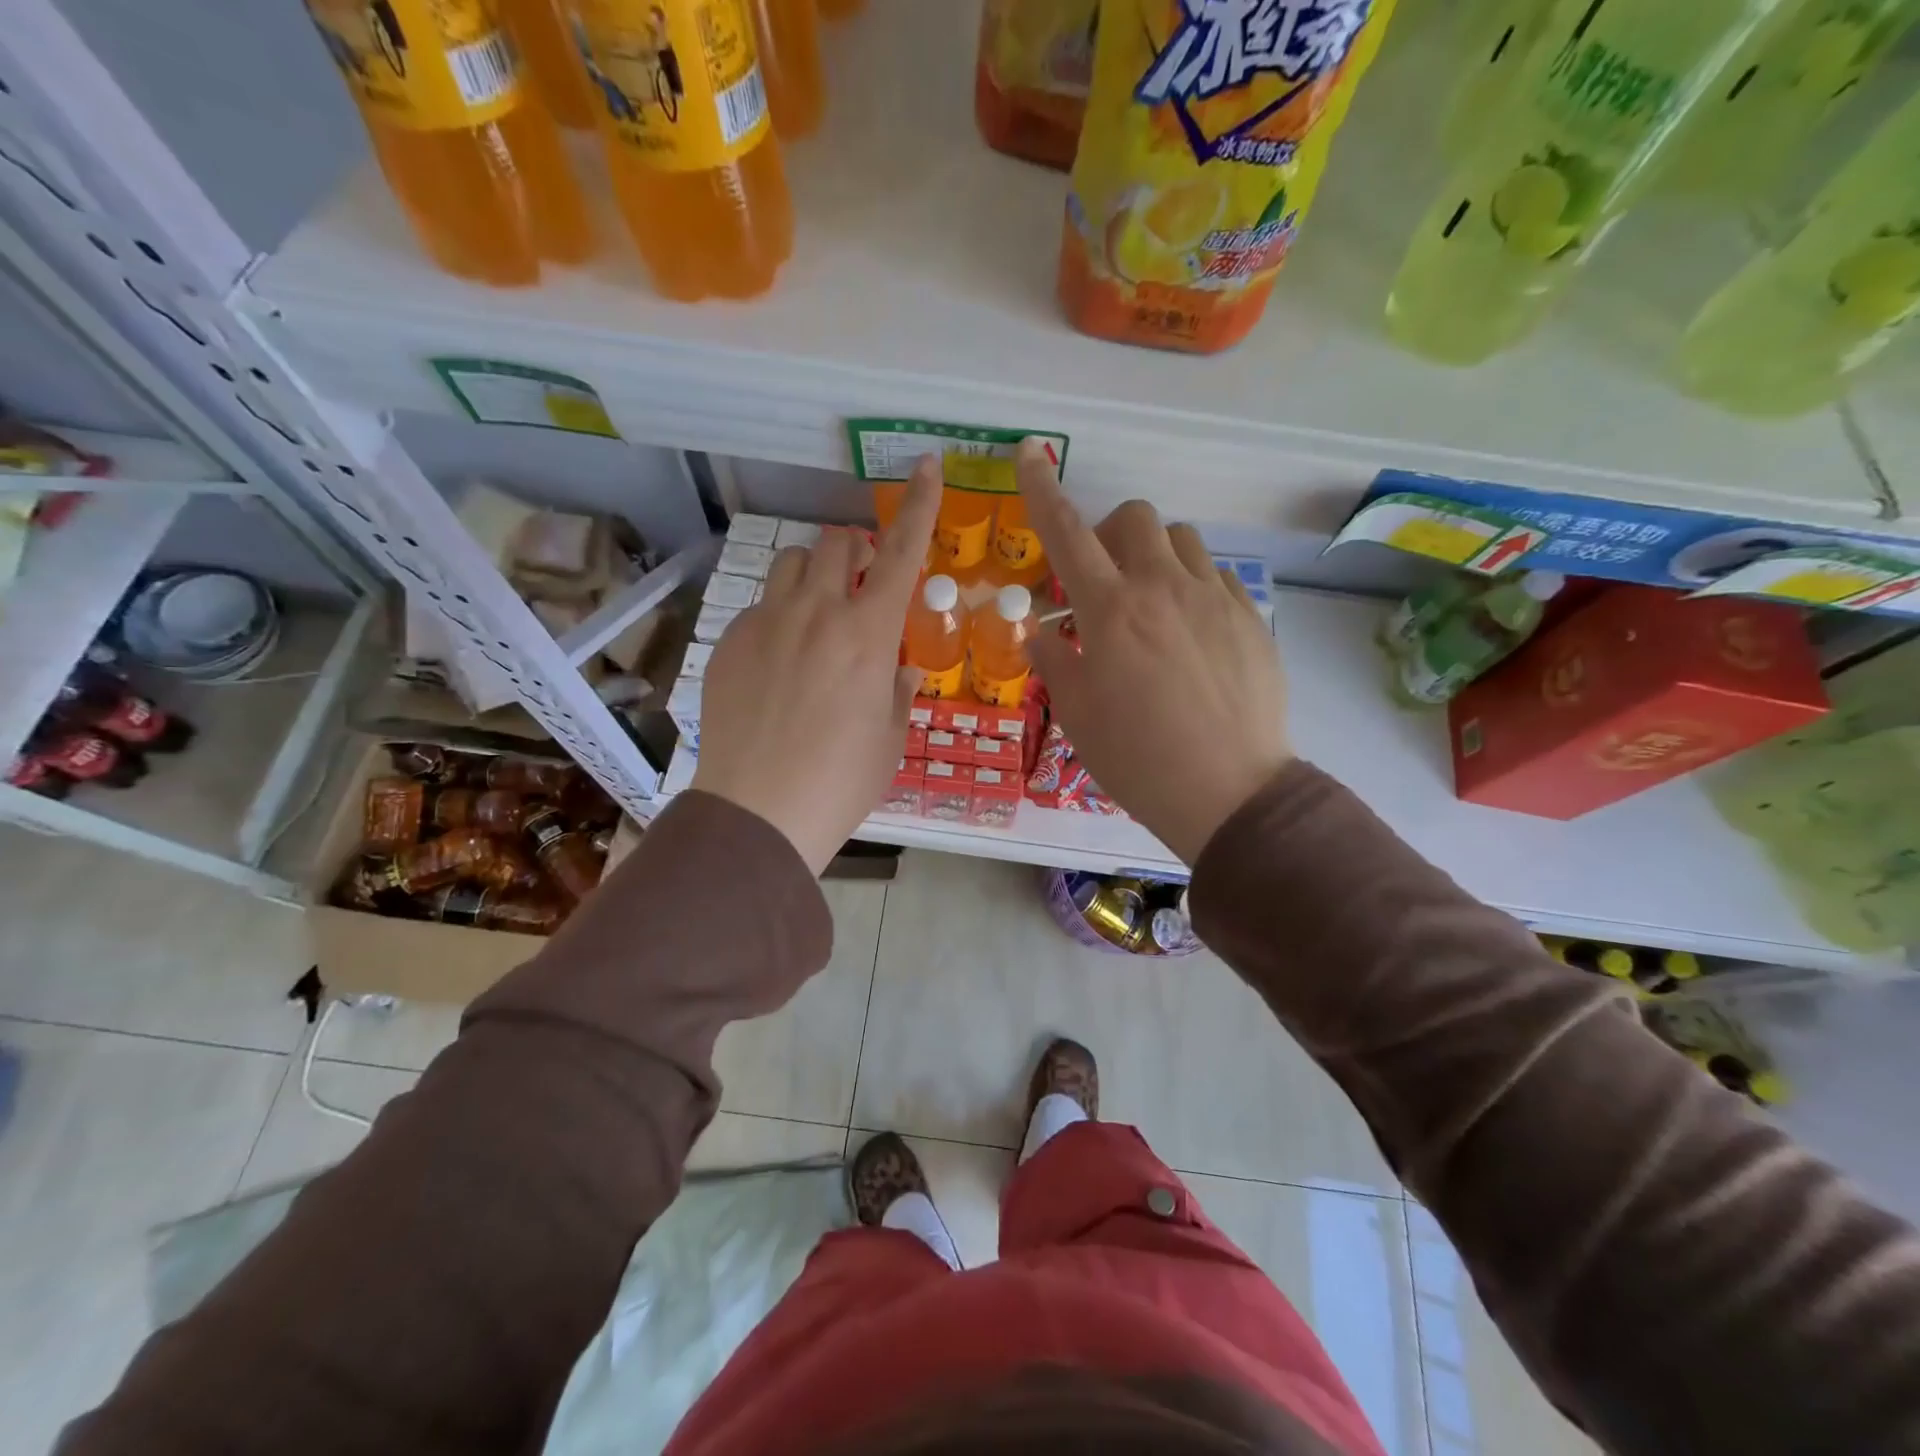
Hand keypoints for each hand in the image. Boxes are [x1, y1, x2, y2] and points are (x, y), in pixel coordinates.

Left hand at [691, 456, 941, 874]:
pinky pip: (759, 608)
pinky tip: (777, 665)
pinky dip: (778, 617)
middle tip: (860, 582)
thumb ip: (896, 691)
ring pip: (790, 562)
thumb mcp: (889, 738)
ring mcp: (767, 623)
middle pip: (835, 541)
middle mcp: (817, 613)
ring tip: (816, 613)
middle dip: (854, 548)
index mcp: (869, 633)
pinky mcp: (730, 642)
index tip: (925, 464)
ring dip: (812, 572)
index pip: (901, 551)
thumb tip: (897, 671)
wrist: (760, 812)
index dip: (919, 504)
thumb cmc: (842, 780)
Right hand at [1018, 439, 1291, 863]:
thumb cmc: (1136, 758)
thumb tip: (1039, 630)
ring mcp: (1213, 599)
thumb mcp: (1077, 713)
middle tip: (1102, 579)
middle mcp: (1162, 588)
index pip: (1066, 530)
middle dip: (1108, 532)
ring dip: (1154, 554)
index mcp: (1110, 610)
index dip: (1042, 487)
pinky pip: (1215, 575)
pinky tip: (1190, 627)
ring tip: (1149, 601)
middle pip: (1134, 517)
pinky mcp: (1249, 618)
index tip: (1031, 451)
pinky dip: (1192, 584)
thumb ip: (1054, 658)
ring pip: (1181, 538)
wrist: (1228, 792)